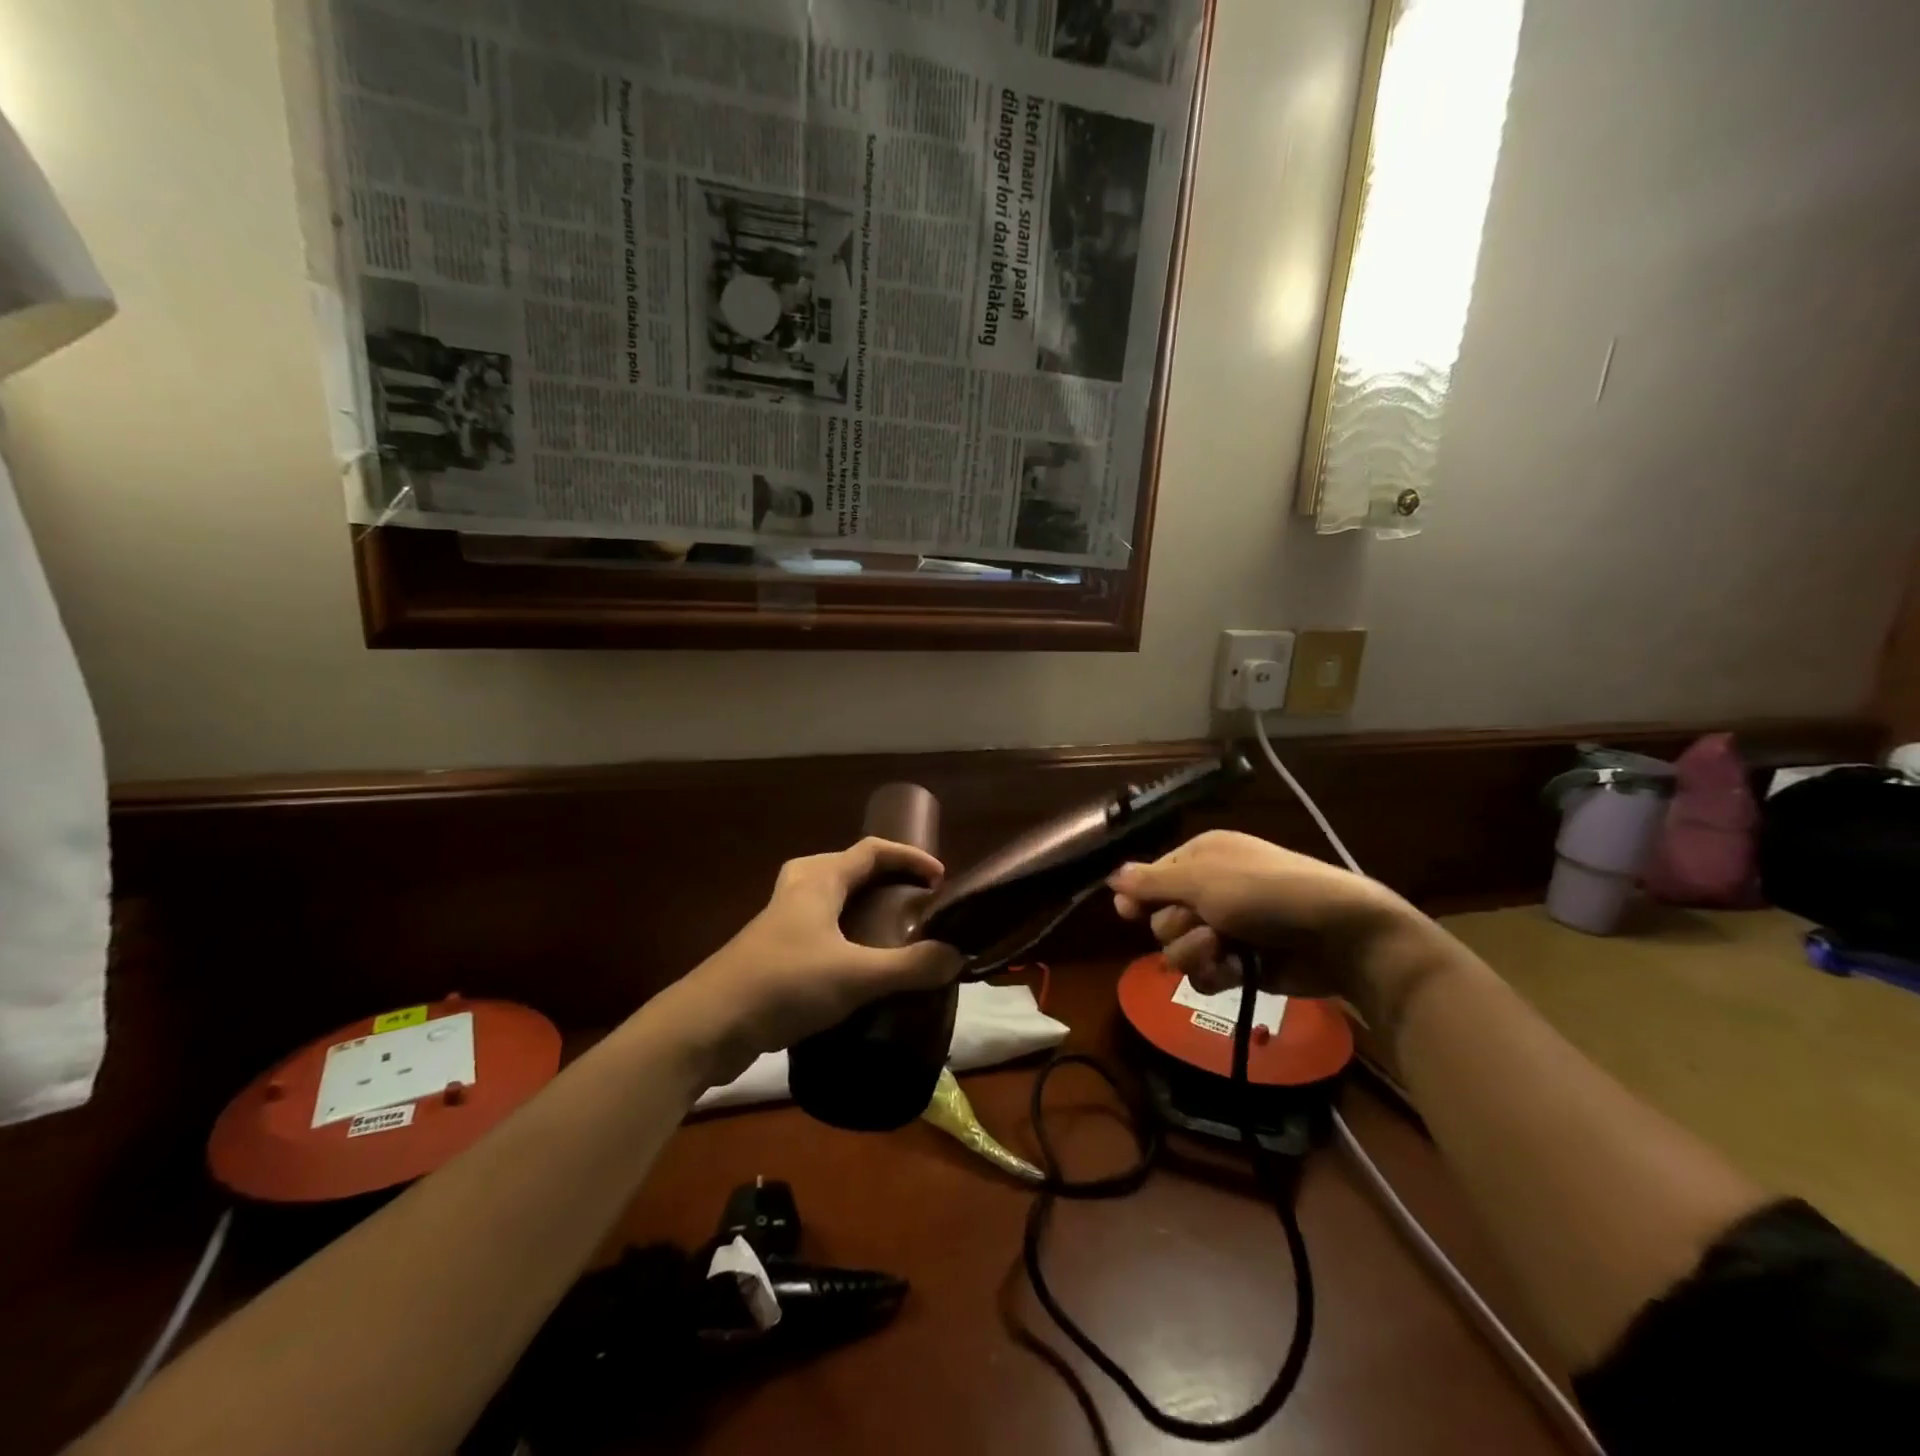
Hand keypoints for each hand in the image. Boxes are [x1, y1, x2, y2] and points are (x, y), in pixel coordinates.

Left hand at [666, 838, 964, 1084]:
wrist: (707, 1024)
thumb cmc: (784, 984)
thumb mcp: (855, 975)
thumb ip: (910, 966)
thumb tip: (956, 956)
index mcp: (819, 879)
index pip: (872, 850)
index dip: (909, 857)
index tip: (939, 877)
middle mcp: (798, 890)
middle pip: (846, 866)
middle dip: (881, 875)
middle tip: (909, 898)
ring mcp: (779, 921)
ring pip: (827, 897)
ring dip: (859, 904)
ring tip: (886, 930)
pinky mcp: (769, 951)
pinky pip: (816, 926)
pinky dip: (841, 933)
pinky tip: (853, 968)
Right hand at [1108, 829, 1441, 1015]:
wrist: (1337, 934)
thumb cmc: (1264, 893)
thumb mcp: (1202, 880)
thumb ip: (1151, 881)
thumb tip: (1111, 875)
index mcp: (1201, 858)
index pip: (1152, 876)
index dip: (1139, 895)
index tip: (1127, 913)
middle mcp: (1209, 890)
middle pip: (1160, 917)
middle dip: (1176, 926)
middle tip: (1204, 925)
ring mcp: (1226, 929)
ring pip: (1177, 949)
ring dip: (1194, 952)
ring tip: (1223, 949)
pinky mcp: (1240, 964)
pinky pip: (1202, 975)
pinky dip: (1214, 973)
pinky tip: (1234, 971)